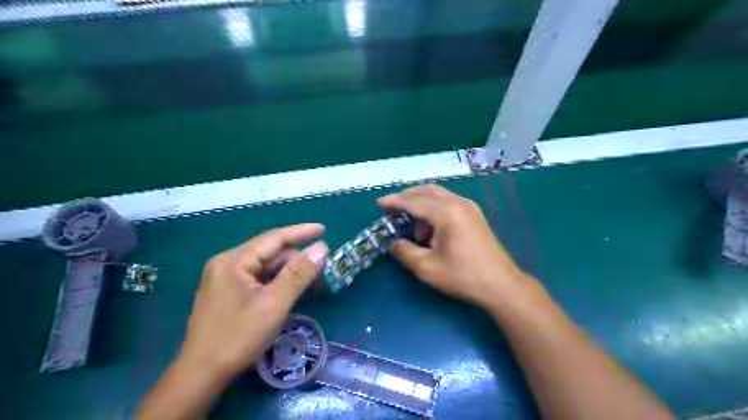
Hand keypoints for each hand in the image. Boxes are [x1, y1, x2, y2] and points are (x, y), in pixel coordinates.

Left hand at [178, 224, 327, 382]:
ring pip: (264, 266)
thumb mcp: (274, 304)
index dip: (301, 232)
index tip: (324, 229)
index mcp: (234, 261)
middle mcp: (227, 263)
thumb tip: (321, 249)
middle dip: (297, 258)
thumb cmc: (238, 337)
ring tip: (312, 280)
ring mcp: (224, 278)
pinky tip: (291, 289)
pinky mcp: (226, 292)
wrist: (201, 375)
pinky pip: (257, 278)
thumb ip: (298, 274)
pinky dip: (276, 281)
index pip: (274, 238)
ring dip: (288, 271)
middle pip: (269, 252)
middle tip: (322, 266)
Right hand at [381, 185, 538, 310]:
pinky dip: (434, 208)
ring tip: (414, 228)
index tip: (379, 203)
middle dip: (407, 197)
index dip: (394, 201)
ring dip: (421, 204)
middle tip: (392, 210)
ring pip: (438, 195)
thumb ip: (405, 252)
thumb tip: (394, 243)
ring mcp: (469, 207)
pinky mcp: (474, 214)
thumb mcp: (427, 268)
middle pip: (426, 191)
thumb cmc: (463, 276)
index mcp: (446, 213)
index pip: (413, 201)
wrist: (501, 285)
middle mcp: (458, 203)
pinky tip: (431, 228)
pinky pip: (448, 202)